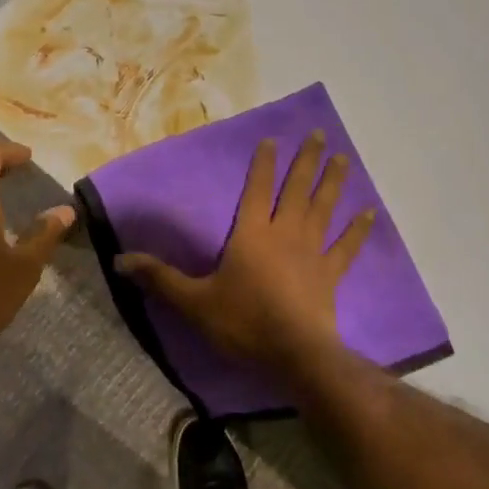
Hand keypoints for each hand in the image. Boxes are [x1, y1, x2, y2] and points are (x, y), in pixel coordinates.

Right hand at [116, 131, 374, 370]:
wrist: (293, 354)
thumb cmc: (243, 323)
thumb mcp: (193, 302)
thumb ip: (159, 278)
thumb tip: (119, 260)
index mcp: (252, 235)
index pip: (257, 190)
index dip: (264, 164)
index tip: (273, 139)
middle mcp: (285, 234)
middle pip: (297, 190)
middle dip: (306, 161)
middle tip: (320, 134)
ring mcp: (312, 253)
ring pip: (324, 209)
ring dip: (333, 183)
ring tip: (344, 158)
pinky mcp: (331, 275)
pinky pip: (347, 247)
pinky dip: (358, 229)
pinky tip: (370, 212)